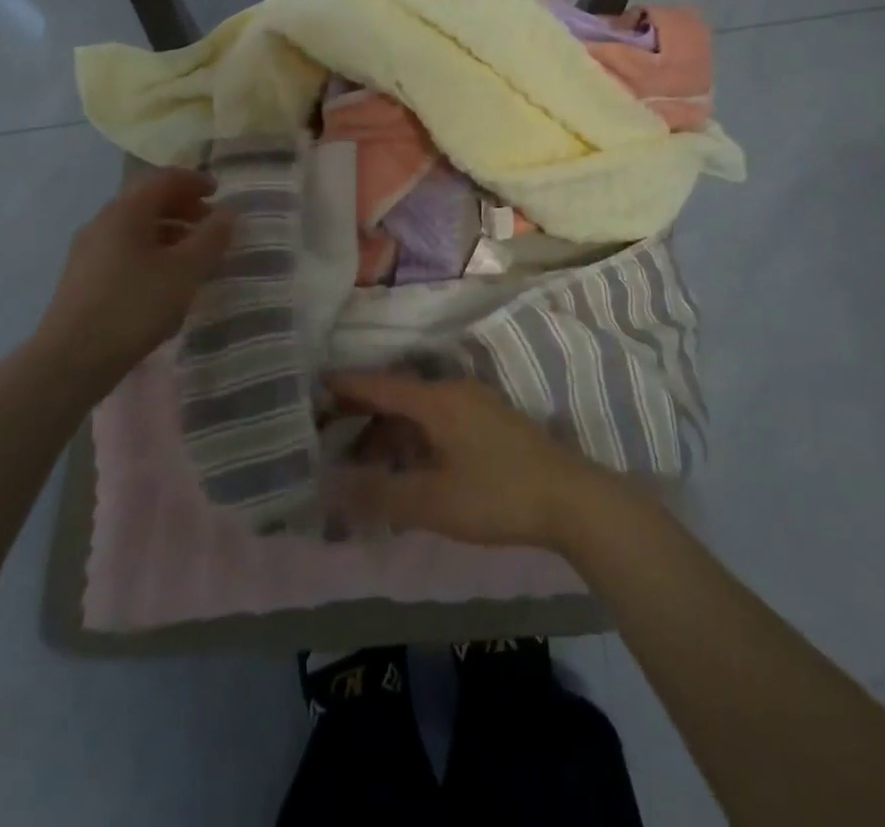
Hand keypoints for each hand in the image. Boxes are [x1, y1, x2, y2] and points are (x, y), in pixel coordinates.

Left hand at [35, 168, 234, 376]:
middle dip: (184, 208)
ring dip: (169, 232)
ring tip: (194, 256)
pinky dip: (151, 251)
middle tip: (211, 225)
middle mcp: (103, 221)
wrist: (70, 360)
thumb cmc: (135, 306)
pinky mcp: (82, 277)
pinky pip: (124, 249)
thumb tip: (228, 213)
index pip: (165, 179)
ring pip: (136, 227)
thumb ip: (211, 238)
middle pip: (148, 201)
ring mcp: (88, 250)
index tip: (219, 194)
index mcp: (126, 211)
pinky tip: (165, 281)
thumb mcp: (186, 271)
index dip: (195, 181)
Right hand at [324, 372, 626, 549]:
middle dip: (364, 416)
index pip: (381, 385)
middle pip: (400, 398)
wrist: (570, 499)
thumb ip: (379, 494)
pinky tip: (411, 469)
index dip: (347, 385)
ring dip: (392, 434)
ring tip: (367, 466)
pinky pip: (441, 422)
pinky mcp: (493, 423)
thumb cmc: (496, 495)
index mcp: (438, 400)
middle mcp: (455, 392)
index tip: (315, 383)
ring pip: (422, 412)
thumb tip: (329, 486)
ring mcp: (478, 405)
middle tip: (331, 437)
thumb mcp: (432, 501)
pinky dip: (416, 439)